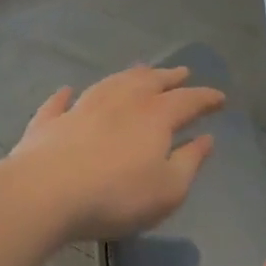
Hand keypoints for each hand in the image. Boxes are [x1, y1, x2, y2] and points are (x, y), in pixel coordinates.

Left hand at [10, 65, 223, 240]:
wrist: (44, 195)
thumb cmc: (118, 196)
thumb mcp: (169, 189)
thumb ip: (190, 162)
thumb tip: (206, 139)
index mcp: (155, 117)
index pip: (188, 100)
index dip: (206, 98)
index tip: (220, 98)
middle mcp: (120, 103)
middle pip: (149, 82)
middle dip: (169, 77)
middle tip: (182, 71)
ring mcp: (81, 109)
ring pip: (110, 83)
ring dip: (128, 76)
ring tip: (140, 70)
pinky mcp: (48, 124)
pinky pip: (59, 103)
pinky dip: (66, 95)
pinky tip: (67, 90)